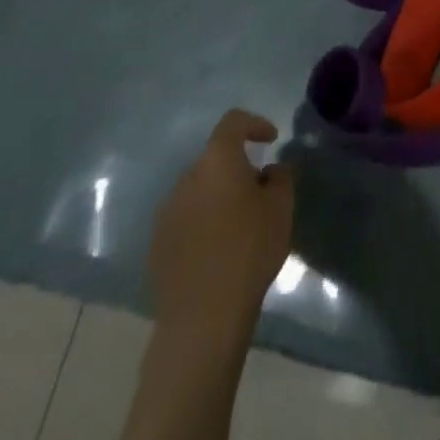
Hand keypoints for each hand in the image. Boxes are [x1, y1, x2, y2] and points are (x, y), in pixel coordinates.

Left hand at [148, 110, 295, 344]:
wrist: (203, 317)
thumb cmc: (249, 250)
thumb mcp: (281, 208)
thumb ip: (280, 177)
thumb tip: (269, 170)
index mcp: (217, 160)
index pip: (233, 122)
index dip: (254, 124)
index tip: (271, 140)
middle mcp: (187, 178)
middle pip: (215, 159)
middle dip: (237, 168)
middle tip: (260, 192)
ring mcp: (167, 212)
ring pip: (199, 190)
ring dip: (219, 197)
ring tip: (240, 225)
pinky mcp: (158, 244)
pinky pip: (186, 219)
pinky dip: (203, 222)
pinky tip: (218, 250)